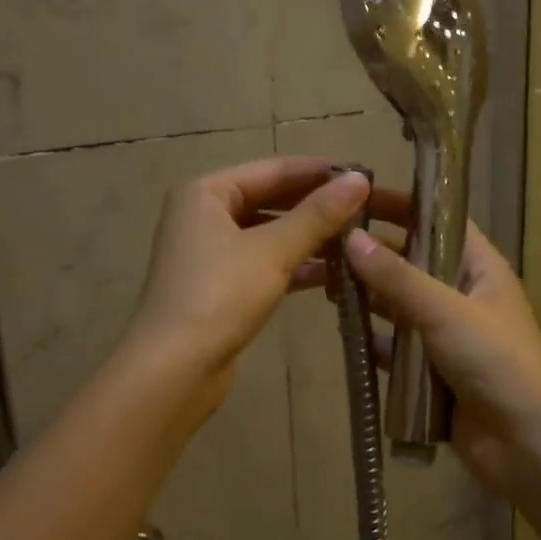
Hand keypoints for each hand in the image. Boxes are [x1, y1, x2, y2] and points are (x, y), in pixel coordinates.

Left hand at [124, 157, 371, 406]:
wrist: (175, 369)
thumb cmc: (220, 296)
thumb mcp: (273, 251)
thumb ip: (318, 215)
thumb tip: (360, 180)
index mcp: (206, 194)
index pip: (272, 169)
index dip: (318, 171)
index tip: (363, 175)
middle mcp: (203, 216)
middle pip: (269, 200)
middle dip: (315, 207)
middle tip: (366, 209)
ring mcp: (209, 254)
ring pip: (268, 235)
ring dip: (308, 238)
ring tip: (356, 241)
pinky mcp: (219, 288)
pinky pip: (263, 264)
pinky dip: (293, 266)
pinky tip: (331, 274)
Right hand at [344, 200, 540, 494]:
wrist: (526, 442)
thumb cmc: (496, 362)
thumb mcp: (445, 310)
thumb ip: (397, 278)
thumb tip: (351, 239)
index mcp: (481, 269)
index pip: (440, 222)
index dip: (404, 206)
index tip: (359, 198)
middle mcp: (464, 295)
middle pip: (414, 263)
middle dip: (375, 254)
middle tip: (327, 243)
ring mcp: (448, 336)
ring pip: (401, 306)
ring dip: (370, 297)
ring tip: (324, 284)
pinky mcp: (433, 372)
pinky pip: (397, 348)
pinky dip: (375, 341)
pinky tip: (344, 334)